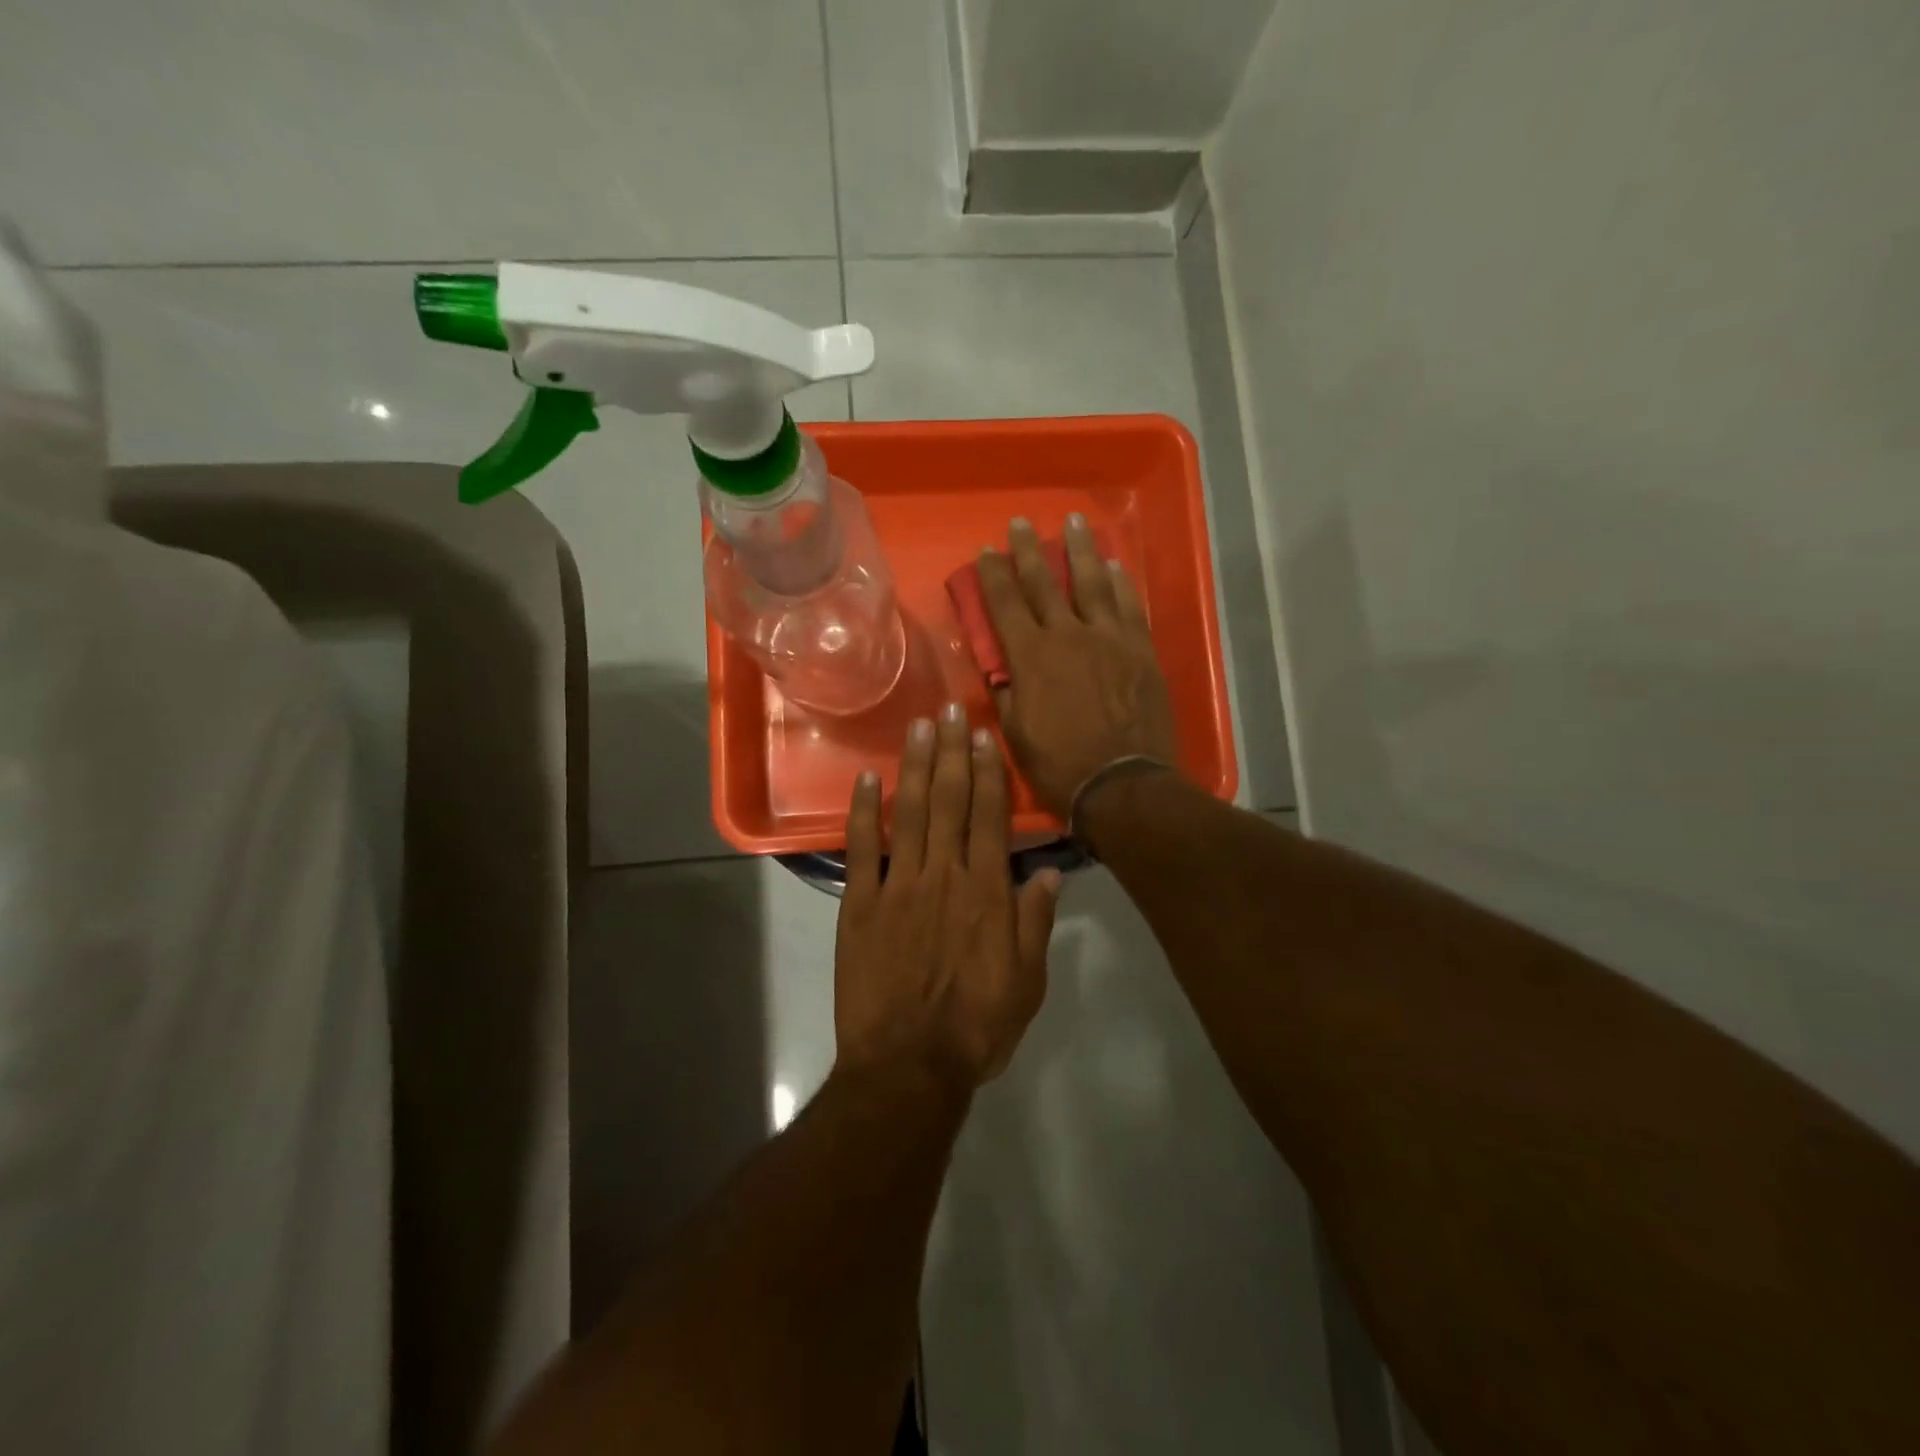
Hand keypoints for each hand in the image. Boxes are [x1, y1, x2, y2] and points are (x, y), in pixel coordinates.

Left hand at [835, 705, 1062, 1087]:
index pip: (988, 817)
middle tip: (950, 709)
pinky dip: (863, 812)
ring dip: (914, 766)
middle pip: (949, 801)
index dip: (987, 773)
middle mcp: (943, 875)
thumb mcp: (1026, 982)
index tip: (984, 736)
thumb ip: (1035, 923)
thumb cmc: (975, 1027)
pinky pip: (861, 850)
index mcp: (985, 892)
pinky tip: (866, 779)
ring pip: (909, 813)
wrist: (908, 1066)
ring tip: (918, 726)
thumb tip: (1048, 873)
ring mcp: (898, 886)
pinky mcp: (860, 904)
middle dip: (951, 751)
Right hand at [977, 515, 1178, 817]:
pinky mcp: (1141, 650)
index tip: (985, 552)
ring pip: (1092, 582)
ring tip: (1074, 520)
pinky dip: (1121, 583)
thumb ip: (1006, 692)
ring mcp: (1109, 638)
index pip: (1005, 604)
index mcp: (1031, 656)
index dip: (993, 576)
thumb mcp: (1016, 733)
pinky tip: (1115, 565)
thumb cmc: (1060, 765)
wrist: (1123, 784)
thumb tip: (999, 666)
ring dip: (1081, 549)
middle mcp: (1068, 635)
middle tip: (1021, 523)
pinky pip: (1130, 606)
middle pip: (1044, 582)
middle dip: (1028, 550)